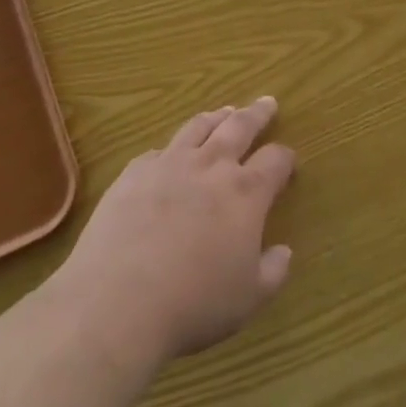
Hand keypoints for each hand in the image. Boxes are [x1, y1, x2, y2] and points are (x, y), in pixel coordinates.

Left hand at [63, 98, 295, 366]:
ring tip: (225, 111)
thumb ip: (273, 272)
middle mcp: (211, 167)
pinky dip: (172, 147)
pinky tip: (170, 153)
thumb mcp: (248, 298)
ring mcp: (169, 165)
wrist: (116, 302)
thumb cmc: (193, 304)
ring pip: (198, 128)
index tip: (289, 160)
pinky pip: (158, 151)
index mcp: (246, 192)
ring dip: (216, 117)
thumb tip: (284, 252)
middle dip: (257, 114)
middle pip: (240, 127)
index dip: (286, 157)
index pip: (276, 160)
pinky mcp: (133, 174)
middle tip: (266, 102)